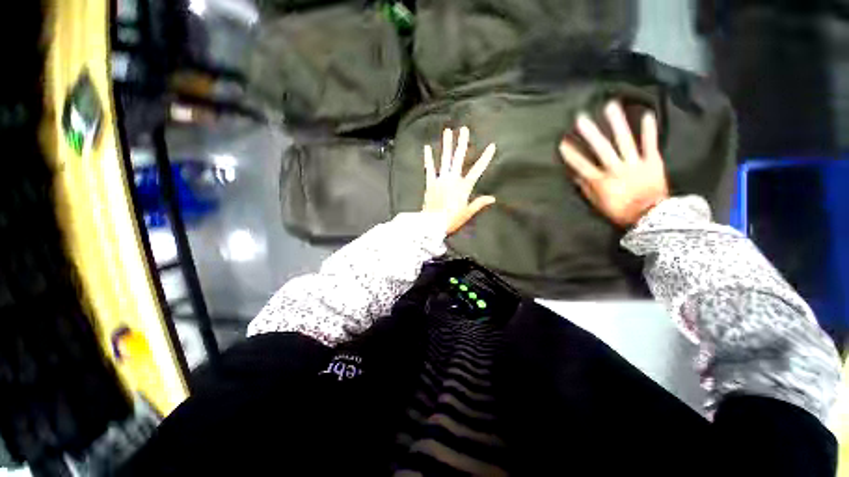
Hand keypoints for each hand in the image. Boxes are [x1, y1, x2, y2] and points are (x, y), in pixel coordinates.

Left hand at [423, 127, 496, 233]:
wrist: (433, 224)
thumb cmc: (452, 219)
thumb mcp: (467, 213)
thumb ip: (479, 203)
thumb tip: (493, 198)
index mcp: (463, 187)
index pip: (477, 169)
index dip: (485, 158)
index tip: (492, 146)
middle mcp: (453, 179)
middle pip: (458, 159)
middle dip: (462, 143)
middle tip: (464, 129)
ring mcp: (440, 180)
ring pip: (445, 160)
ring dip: (447, 145)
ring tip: (448, 131)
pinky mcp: (430, 183)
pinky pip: (429, 169)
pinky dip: (428, 158)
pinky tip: (427, 147)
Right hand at [559, 101, 668, 226]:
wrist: (651, 216)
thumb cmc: (620, 211)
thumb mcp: (597, 204)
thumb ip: (586, 188)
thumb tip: (575, 174)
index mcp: (601, 182)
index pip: (582, 165)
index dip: (571, 154)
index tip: (562, 142)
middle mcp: (616, 169)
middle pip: (601, 149)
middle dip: (590, 133)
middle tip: (581, 118)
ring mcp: (635, 164)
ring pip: (624, 141)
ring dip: (617, 123)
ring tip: (610, 106)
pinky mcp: (653, 161)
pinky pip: (650, 144)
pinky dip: (649, 130)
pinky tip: (646, 114)